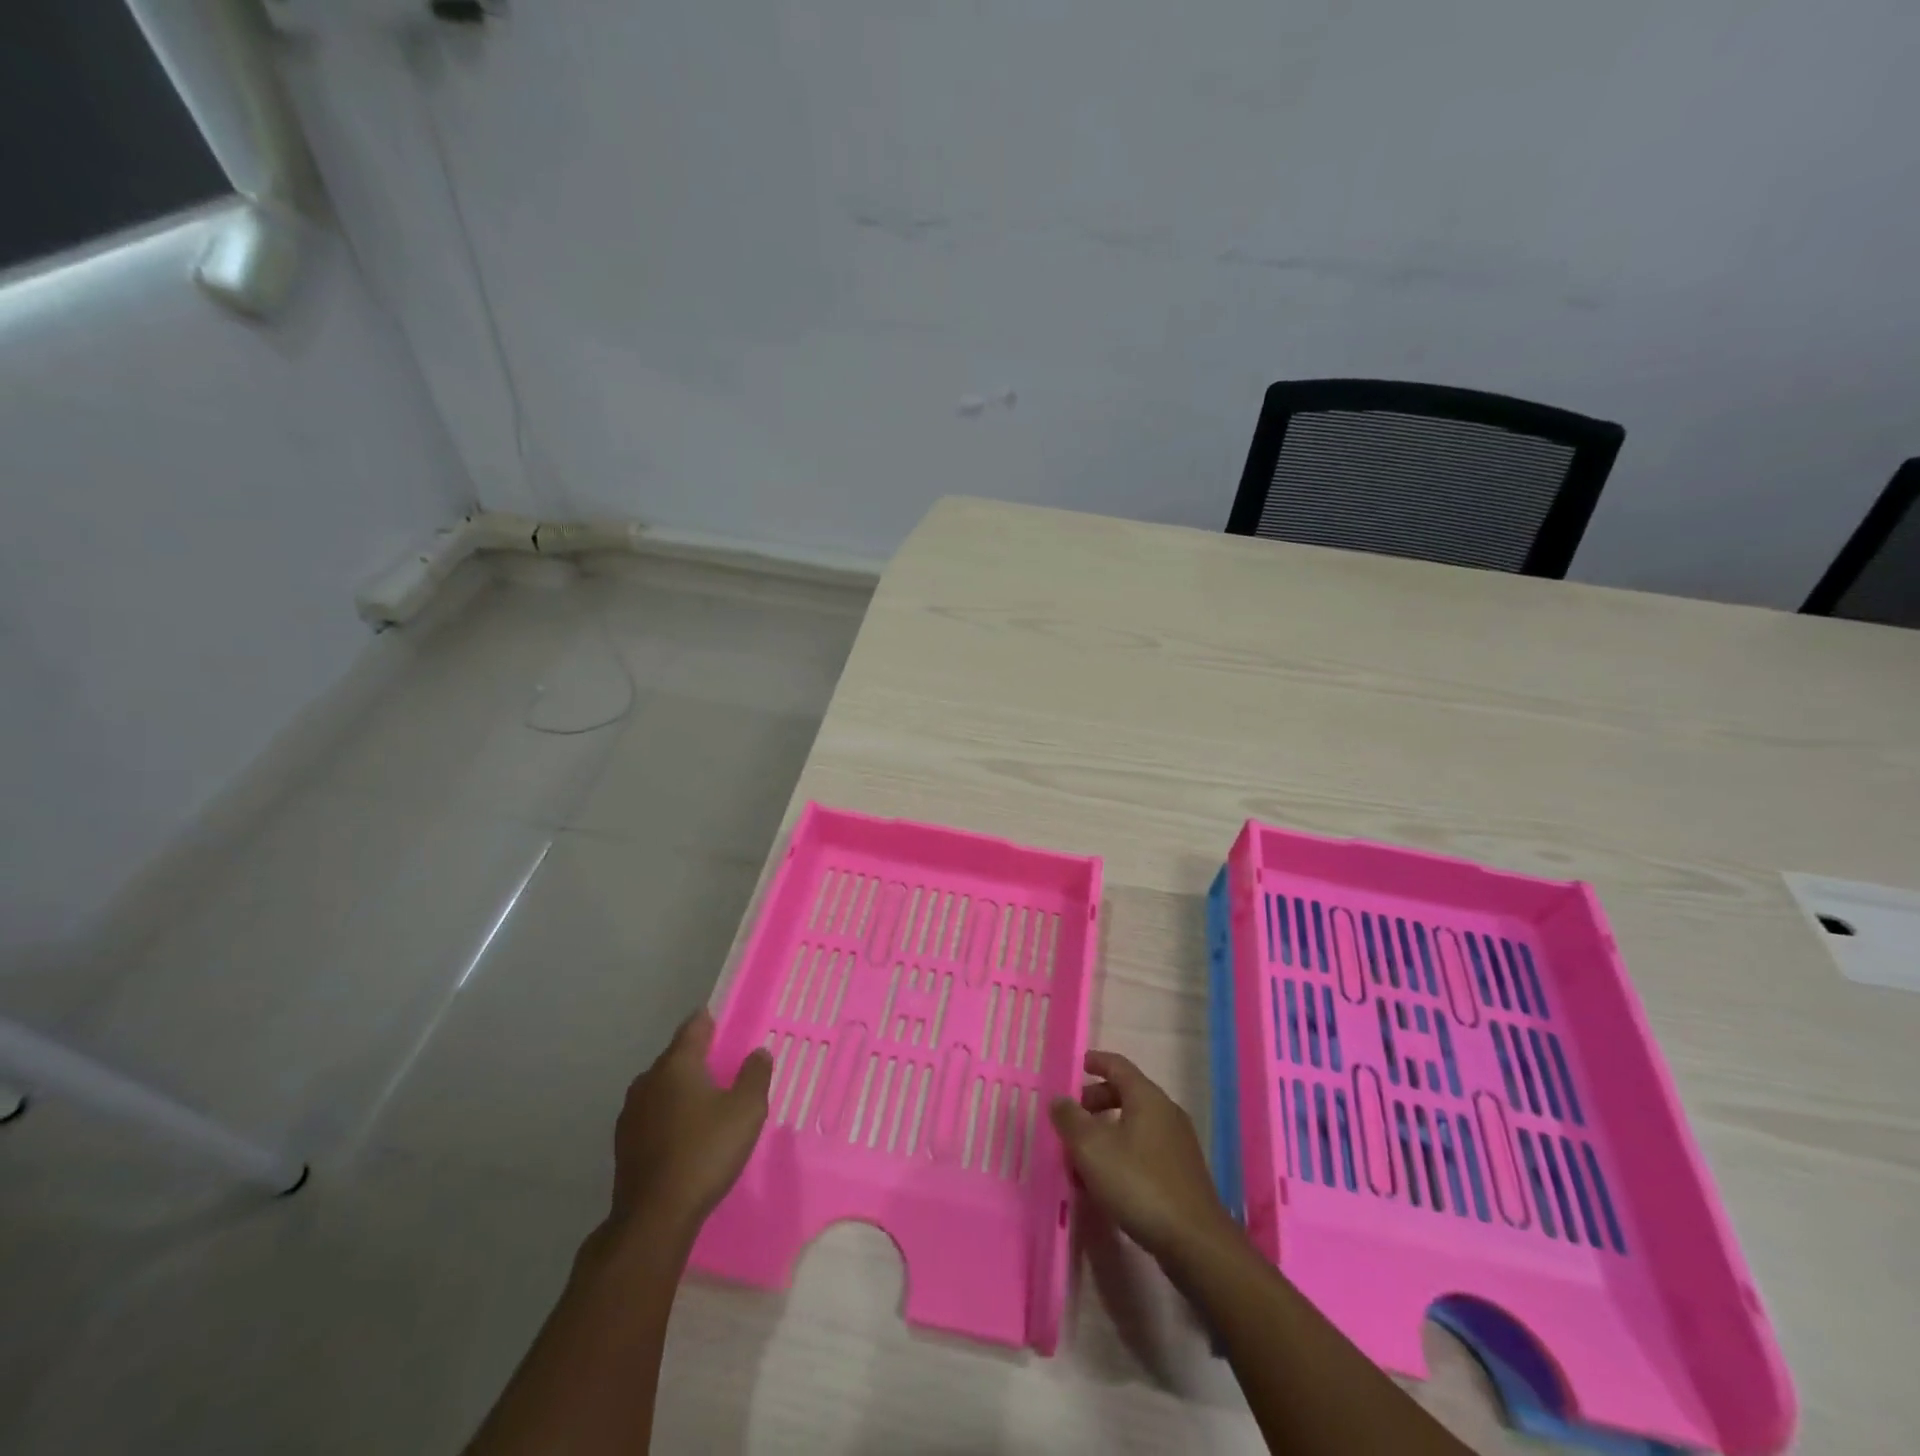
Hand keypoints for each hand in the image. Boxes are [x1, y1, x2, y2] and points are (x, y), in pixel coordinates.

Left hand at [606, 1009, 771, 1244]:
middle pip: (675, 1057)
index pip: (693, 1028)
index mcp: (677, 1064)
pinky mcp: (623, 1143)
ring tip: (704, 1099)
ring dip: (680, 1088)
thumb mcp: (746, 1110)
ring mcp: (631, 1113)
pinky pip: (652, 1114)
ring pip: (661, 1087)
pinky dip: (668, 1114)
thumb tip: (758, 1052)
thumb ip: (755, 1075)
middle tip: (721, 1063)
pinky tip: (683, 1131)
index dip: (708, 1021)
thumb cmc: (705, 1152)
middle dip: (696, 1057)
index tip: (719, 1019)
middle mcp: (648, 1080)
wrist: (654, 1216)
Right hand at [1050, 1050, 1238, 1263]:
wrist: (1195, 1242)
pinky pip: (1146, 1149)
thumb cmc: (1139, 1184)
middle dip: (1098, 1100)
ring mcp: (1178, 1144)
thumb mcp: (1092, 1149)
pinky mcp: (1182, 1173)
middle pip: (1128, 1094)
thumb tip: (1059, 1099)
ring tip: (1085, 1154)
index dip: (1097, 1061)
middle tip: (1074, 1116)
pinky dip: (1124, 1151)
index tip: (1080, 1064)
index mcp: (1147, 1098)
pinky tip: (1109, 1180)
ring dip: (1108, 1131)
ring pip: (1136, 1124)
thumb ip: (1071, 1120)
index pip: (1118, 1065)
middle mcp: (1167, 1112)